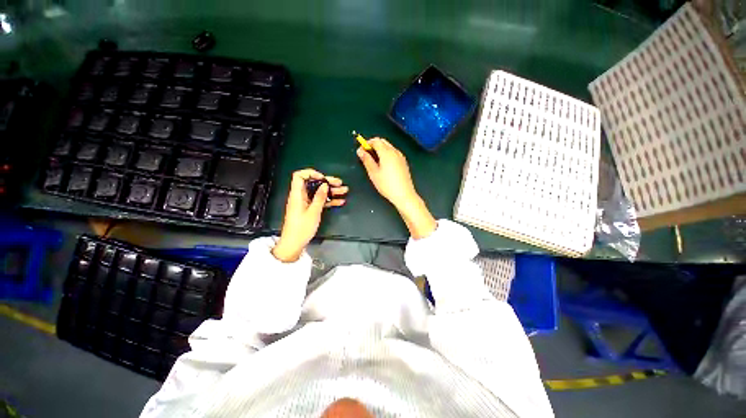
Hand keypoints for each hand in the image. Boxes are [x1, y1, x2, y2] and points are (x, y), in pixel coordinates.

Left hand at [272, 169, 347, 261]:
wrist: (294, 244)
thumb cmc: (302, 228)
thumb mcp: (313, 212)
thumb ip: (319, 197)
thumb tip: (324, 184)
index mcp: (297, 194)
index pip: (299, 176)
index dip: (311, 173)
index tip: (323, 178)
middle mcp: (301, 196)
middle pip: (313, 184)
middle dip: (327, 182)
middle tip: (340, 183)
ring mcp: (305, 203)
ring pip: (319, 193)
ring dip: (331, 192)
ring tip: (344, 191)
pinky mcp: (309, 209)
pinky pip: (320, 201)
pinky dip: (329, 201)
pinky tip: (340, 202)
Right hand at [356, 138, 417, 208]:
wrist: (404, 194)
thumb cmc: (387, 185)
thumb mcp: (373, 173)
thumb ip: (366, 160)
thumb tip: (360, 151)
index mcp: (387, 153)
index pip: (376, 141)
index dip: (367, 143)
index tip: (361, 150)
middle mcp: (395, 152)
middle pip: (383, 142)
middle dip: (373, 145)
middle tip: (366, 155)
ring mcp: (401, 157)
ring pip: (389, 147)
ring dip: (380, 149)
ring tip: (374, 161)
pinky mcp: (404, 162)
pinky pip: (394, 153)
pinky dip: (387, 154)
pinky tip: (384, 165)